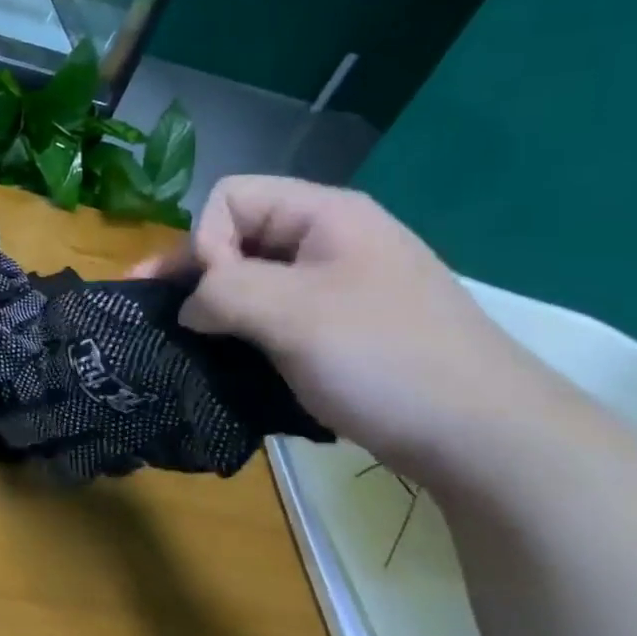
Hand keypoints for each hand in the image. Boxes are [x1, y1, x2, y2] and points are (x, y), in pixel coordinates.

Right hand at [132, 175, 568, 473]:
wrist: (485, 438)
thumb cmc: (384, 358)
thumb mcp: (291, 313)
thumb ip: (221, 292)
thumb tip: (188, 307)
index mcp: (324, 215)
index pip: (230, 197)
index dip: (206, 240)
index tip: (211, 294)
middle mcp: (328, 240)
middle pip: (237, 235)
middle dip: (193, 272)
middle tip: (152, 312)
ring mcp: (336, 287)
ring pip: (251, 279)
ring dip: (213, 305)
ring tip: (181, 339)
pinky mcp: (338, 330)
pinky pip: (273, 314)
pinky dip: (240, 330)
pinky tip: (222, 355)